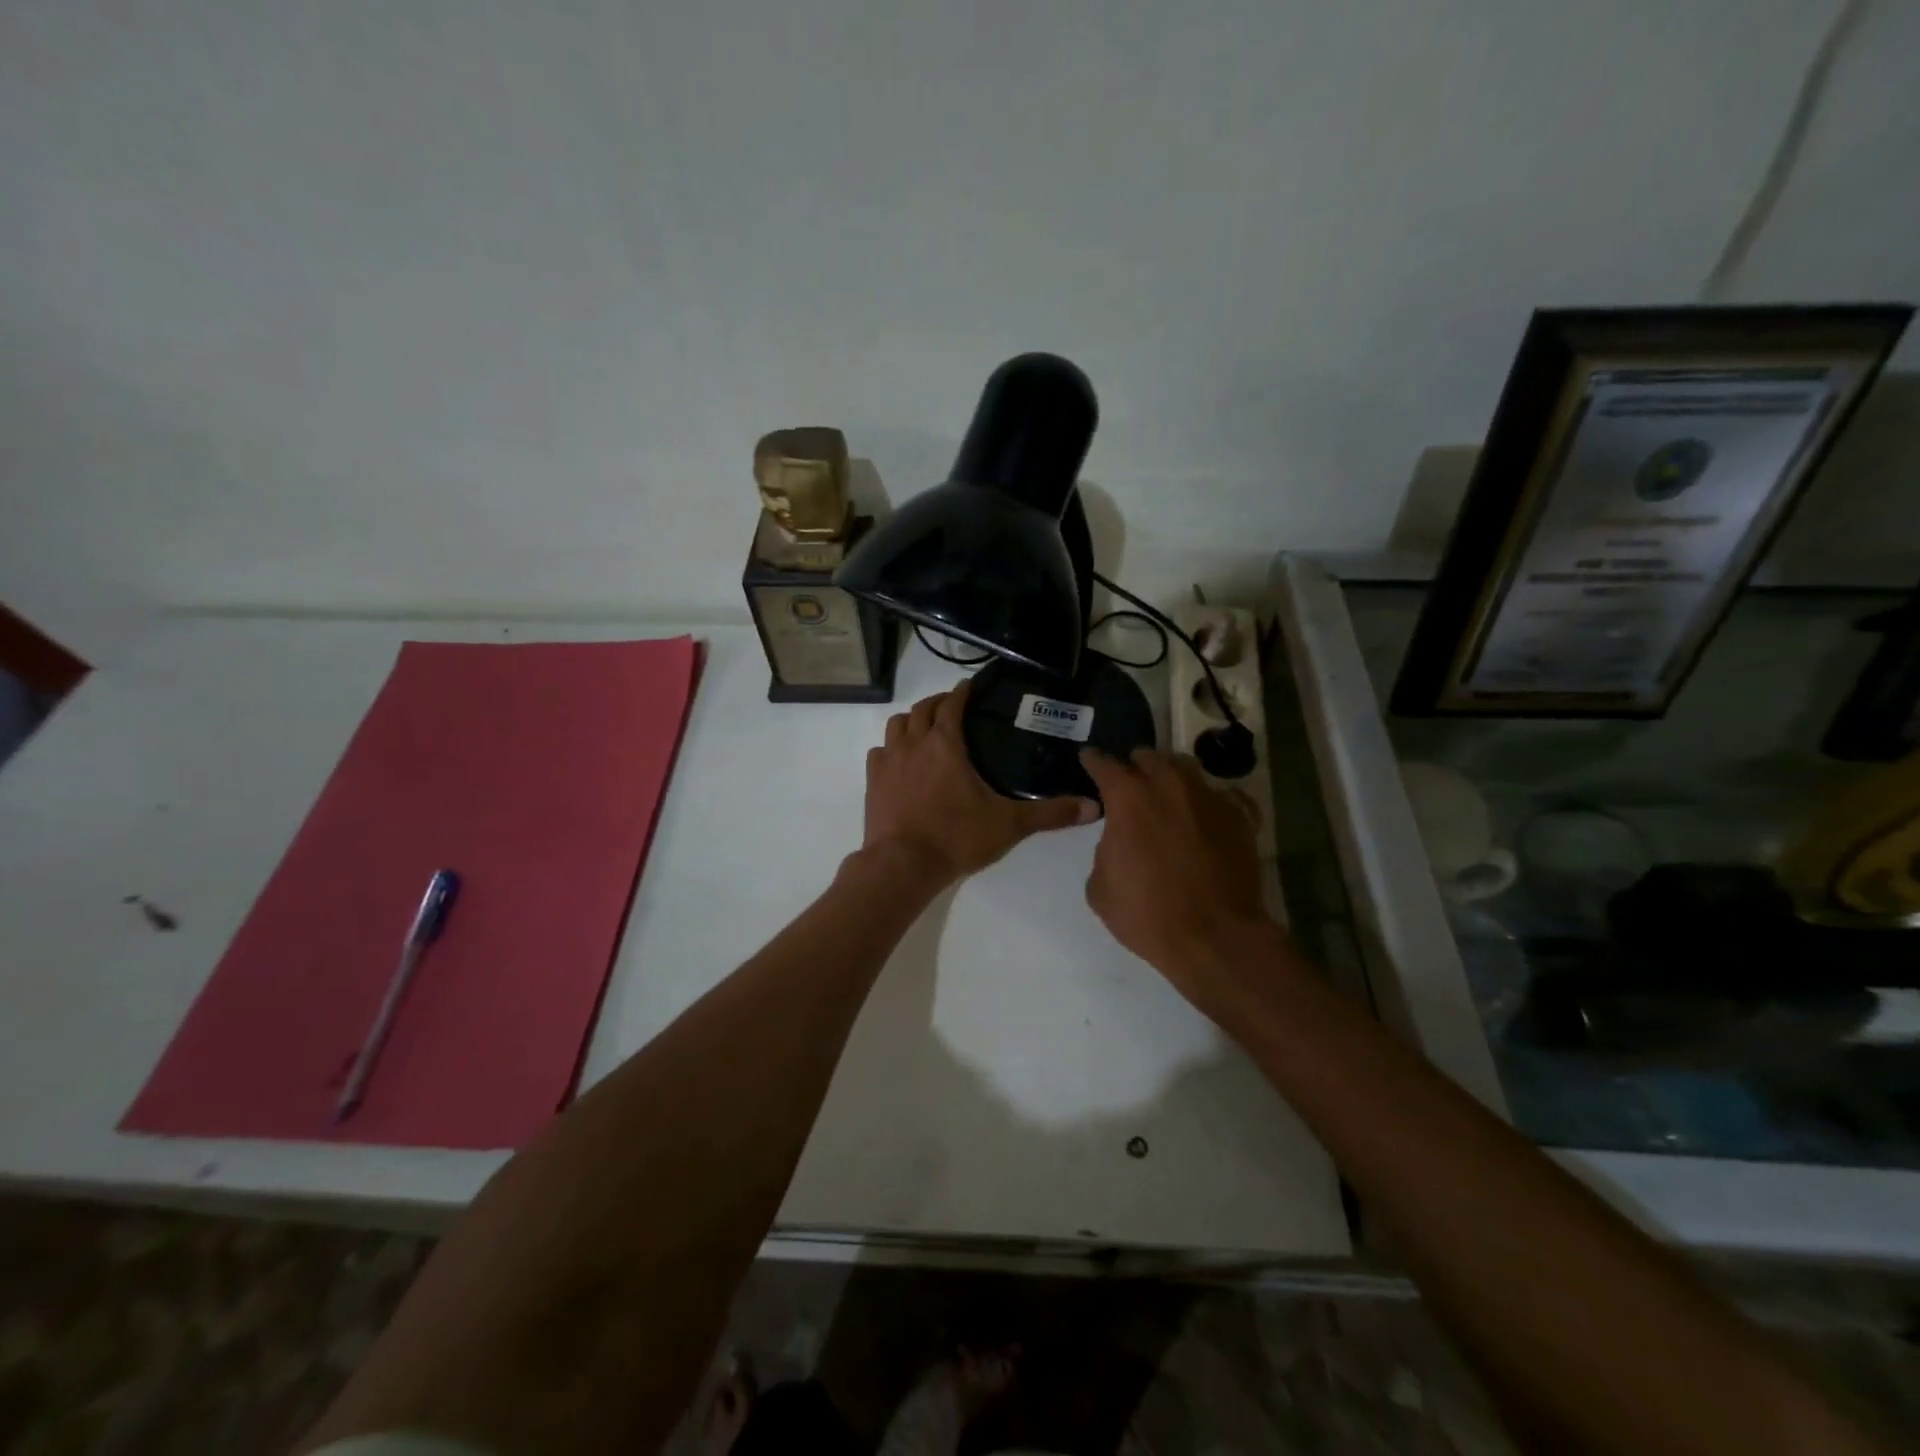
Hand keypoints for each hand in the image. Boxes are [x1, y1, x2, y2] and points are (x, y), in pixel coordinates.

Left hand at [863, 681, 1096, 885]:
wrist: (903, 865)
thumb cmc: (957, 837)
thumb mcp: (1009, 824)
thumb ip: (1051, 814)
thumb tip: (1094, 808)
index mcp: (945, 743)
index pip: (952, 704)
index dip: (962, 692)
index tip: (971, 686)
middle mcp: (914, 743)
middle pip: (922, 708)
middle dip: (938, 702)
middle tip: (953, 706)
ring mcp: (889, 761)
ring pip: (896, 724)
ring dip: (912, 720)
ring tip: (925, 728)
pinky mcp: (873, 781)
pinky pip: (879, 752)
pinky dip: (891, 747)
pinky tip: (900, 759)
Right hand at [1080, 747, 1280, 1020]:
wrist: (1216, 936)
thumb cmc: (1148, 914)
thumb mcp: (1100, 887)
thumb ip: (1105, 850)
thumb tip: (1119, 842)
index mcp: (1129, 798)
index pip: (1104, 764)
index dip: (1093, 761)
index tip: (1089, 759)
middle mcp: (1168, 786)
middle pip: (1148, 757)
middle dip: (1135, 766)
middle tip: (1131, 783)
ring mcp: (1208, 797)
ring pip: (1185, 768)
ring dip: (1170, 776)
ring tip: (1167, 793)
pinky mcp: (1239, 816)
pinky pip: (1219, 794)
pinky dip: (1205, 800)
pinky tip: (1202, 816)